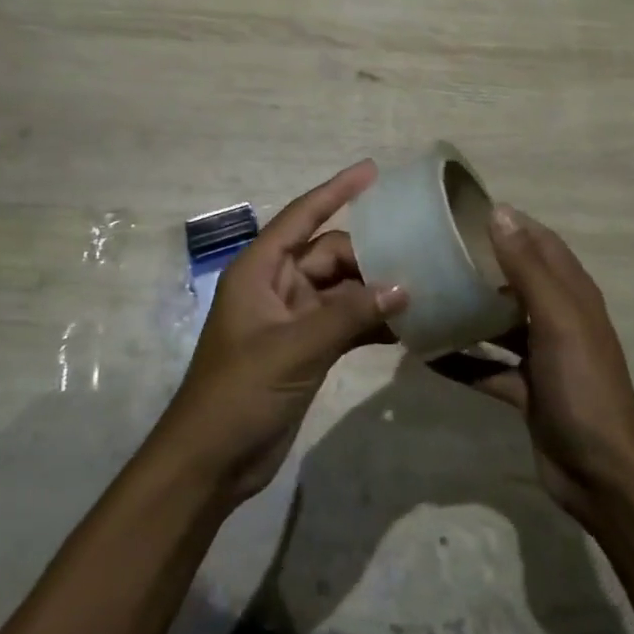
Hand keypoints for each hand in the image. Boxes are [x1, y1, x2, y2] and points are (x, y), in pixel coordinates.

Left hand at [150, 161, 405, 504]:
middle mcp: (277, 285)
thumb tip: (403, 286)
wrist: (210, 463)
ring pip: (342, 289)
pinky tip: (407, 326)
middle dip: (369, 253)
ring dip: (375, 290)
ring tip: (424, 285)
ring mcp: (293, 319)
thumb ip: (349, 315)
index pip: (302, 216)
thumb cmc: (239, 393)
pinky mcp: (306, 349)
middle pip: (330, 254)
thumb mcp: (294, 348)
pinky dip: (370, 322)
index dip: (337, 190)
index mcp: (260, 270)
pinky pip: (345, 322)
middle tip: (419, 253)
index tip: (373, 170)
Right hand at [438, 206, 633, 522]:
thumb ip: (527, 267)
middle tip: (434, 250)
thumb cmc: (583, 385)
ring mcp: (541, 356)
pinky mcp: (526, 389)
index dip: (510, 223)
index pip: (540, 242)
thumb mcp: (557, 319)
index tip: (464, 211)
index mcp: (572, 294)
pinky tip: (426, 353)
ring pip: (499, 323)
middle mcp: (557, 318)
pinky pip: (487, 366)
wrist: (602, 474)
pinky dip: (462, 359)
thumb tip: (500, 212)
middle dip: (482, 263)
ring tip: (425, 293)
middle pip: (516, 279)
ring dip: (468, 310)